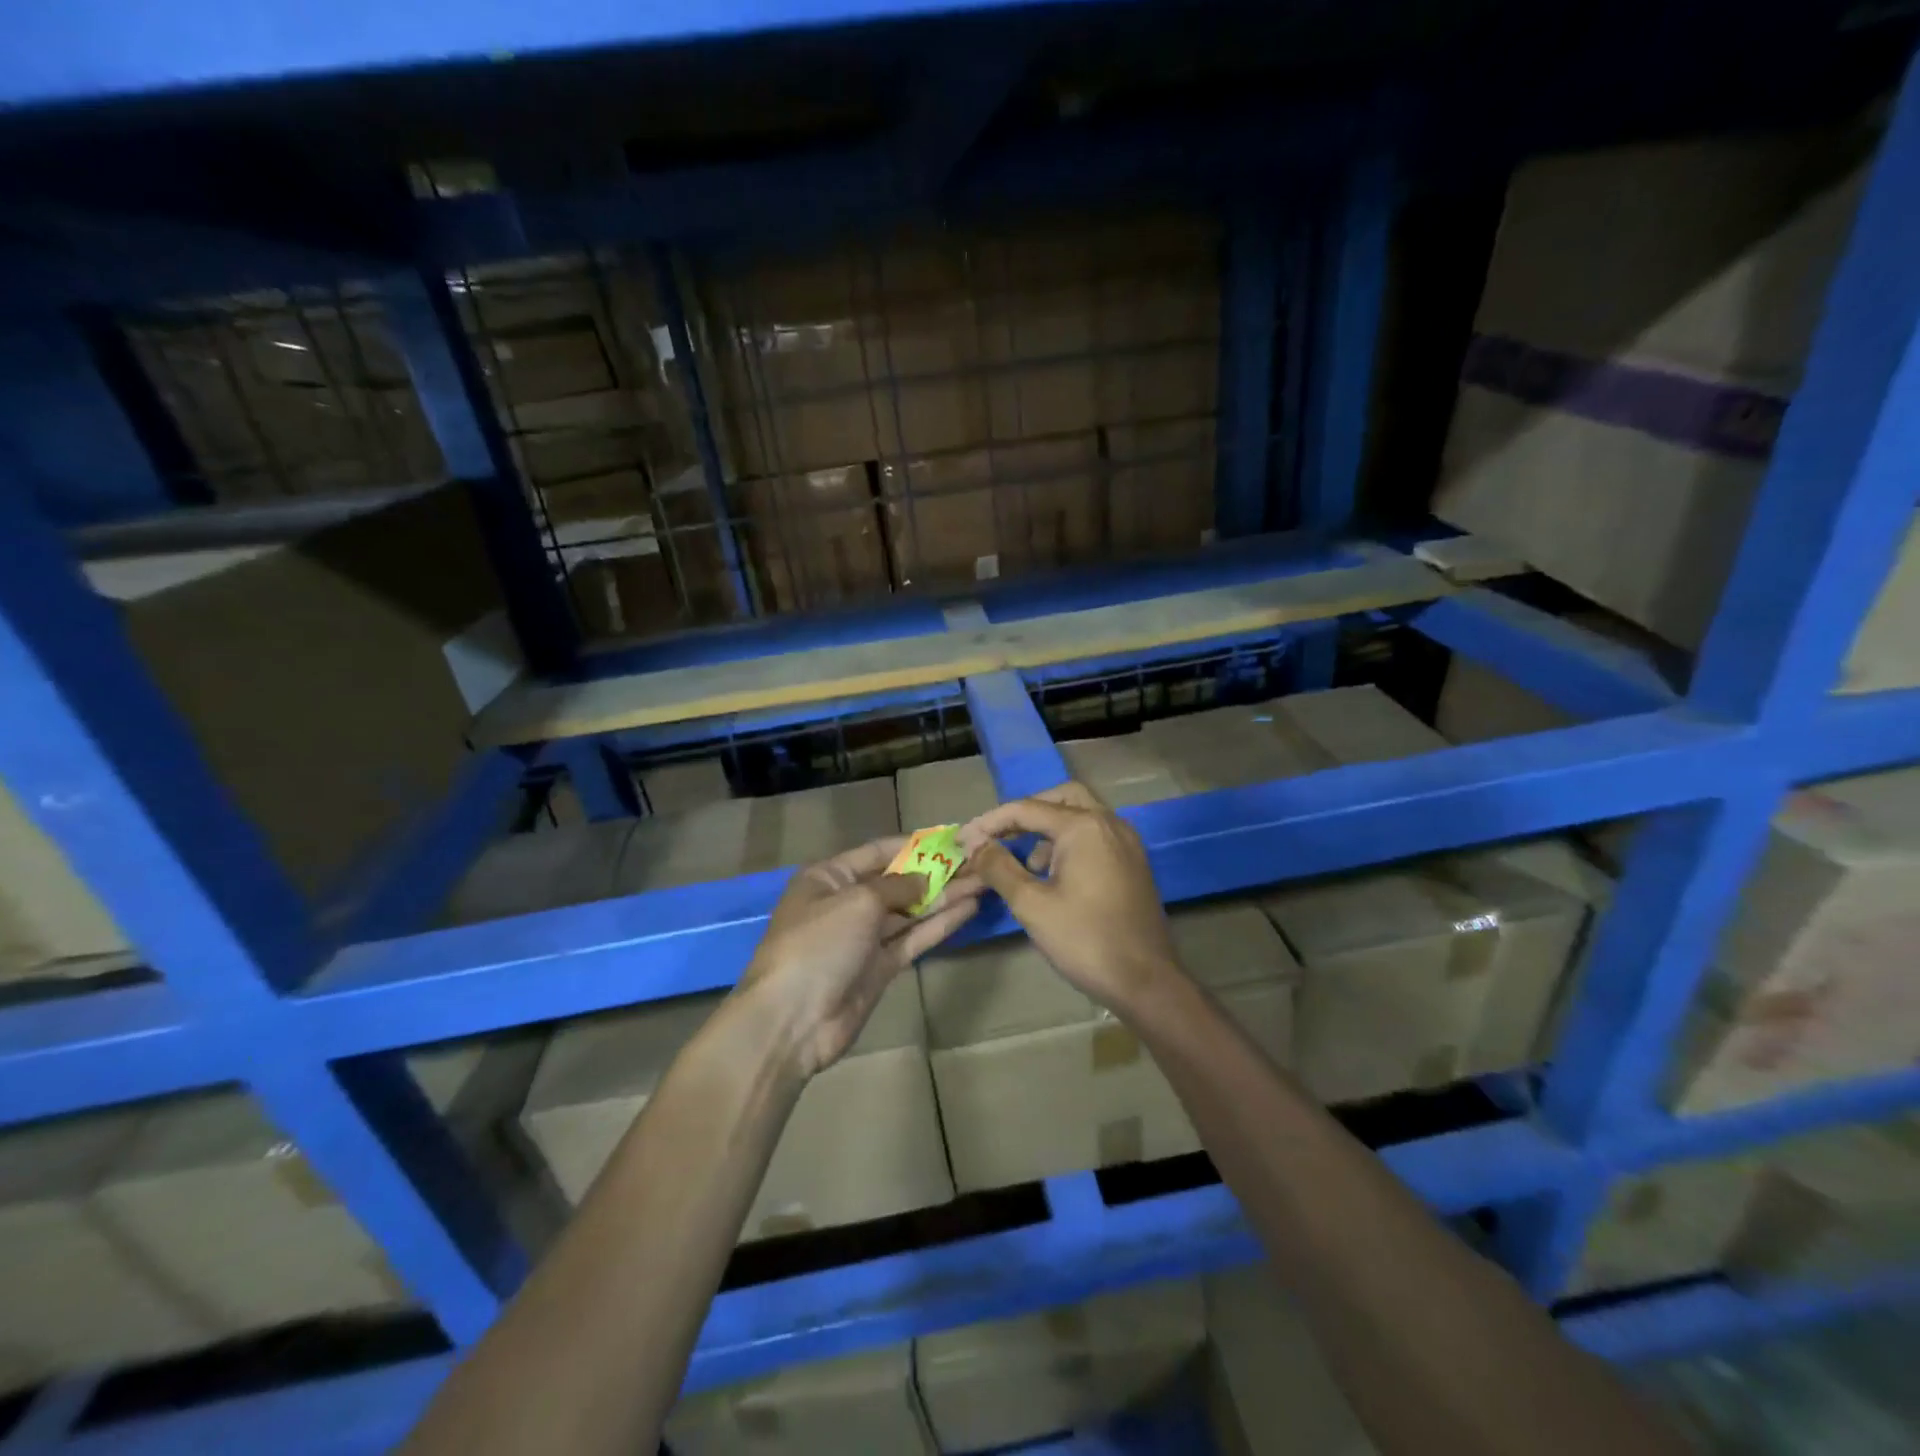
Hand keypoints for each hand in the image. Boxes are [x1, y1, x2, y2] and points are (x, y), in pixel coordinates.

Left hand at [741, 836, 981, 1076]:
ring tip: (983, 880)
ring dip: (945, 896)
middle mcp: (847, 902)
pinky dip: (939, 924)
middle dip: (936, 871)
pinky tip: (969, 908)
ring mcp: (864, 937)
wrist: (792, 1020)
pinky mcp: (880, 967)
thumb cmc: (818, 944)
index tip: (952, 838)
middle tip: (978, 860)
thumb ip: (898, 886)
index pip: (878, 851)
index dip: (915, 844)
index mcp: (829, 877)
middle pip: (898, 881)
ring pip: (911, 910)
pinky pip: (913, 938)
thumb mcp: (858, 901)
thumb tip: (926, 879)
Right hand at [957, 782, 1181, 1015]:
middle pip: (1061, 798)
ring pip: (1081, 815)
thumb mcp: (1032, 904)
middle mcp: (1109, 823)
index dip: (990, 823)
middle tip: (998, 837)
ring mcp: (1127, 842)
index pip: (1027, 809)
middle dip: (1026, 813)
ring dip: (1048, 829)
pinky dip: (1070, 843)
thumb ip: (999, 868)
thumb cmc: (1085, 940)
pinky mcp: (1134, 863)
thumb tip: (976, 846)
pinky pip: (1096, 836)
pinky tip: (1054, 877)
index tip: (963, 841)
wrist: (1146, 981)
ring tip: (1024, 865)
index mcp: (1084, 826)